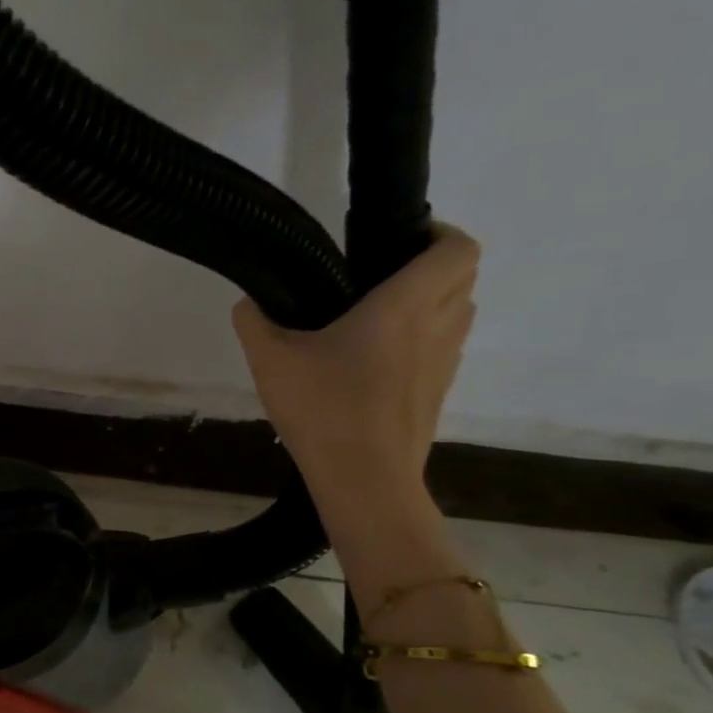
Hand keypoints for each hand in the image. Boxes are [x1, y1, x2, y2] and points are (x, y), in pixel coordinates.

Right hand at [232, 224, 478, 518]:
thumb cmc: (323, 409)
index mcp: (404, 305)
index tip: (398, 240)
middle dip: (432, 265)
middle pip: (463, 276)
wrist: (364, 480)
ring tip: (379, 317)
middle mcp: (436, 326)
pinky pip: (443, 348)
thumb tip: (249, 303)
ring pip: (458, 312)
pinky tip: (376, 362)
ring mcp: (444, 362)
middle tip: (381, 275)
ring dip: (432, 302)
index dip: (439, 232)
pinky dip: (424, 340)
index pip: (456, 247)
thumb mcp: (270, 361)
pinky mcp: (439, 393)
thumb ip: (254, 322)